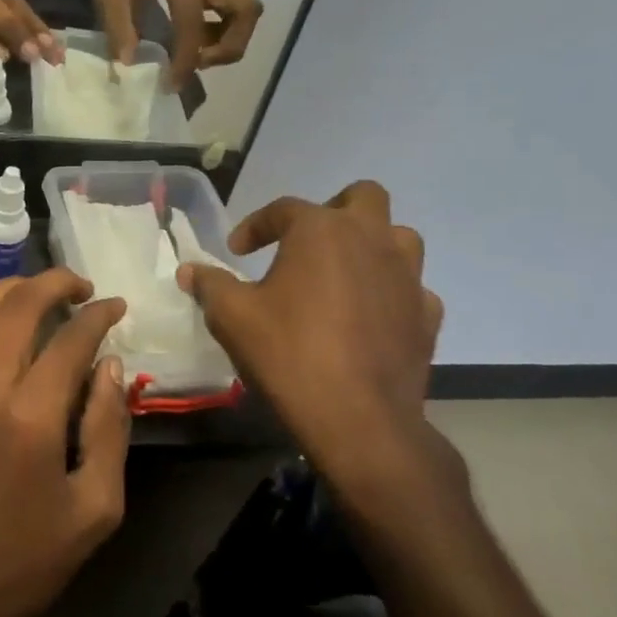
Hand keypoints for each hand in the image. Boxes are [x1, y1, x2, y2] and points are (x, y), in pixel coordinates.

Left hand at [0, 271, 130, 616]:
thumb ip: (108, 427)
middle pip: (16, 306)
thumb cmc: (29, 558)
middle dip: (54, 283)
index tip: (116, 306)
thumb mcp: (96, 506)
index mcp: (29, 417)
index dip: (98, 315)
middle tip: (81, 286)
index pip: (69, 339)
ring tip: (41, 293)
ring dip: (11, 291)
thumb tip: (110, 365)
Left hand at [92, 0, 262, 87]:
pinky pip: (234, 13)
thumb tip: (129, 63)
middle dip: (229, 46)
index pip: (194, 21)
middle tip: (198, 63)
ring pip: (246, 13)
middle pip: (246, 11)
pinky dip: (222, 34)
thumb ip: (117, 23)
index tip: (173, 83)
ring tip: (196, 56)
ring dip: (229, 42)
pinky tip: (195, 43)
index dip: (187, 58)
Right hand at [177, 182, 460, 512]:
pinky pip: (410, 287)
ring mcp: (408, 277)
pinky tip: (367, 316)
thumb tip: (189, 269)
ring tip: (339, 274)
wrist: (358, 419)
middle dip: (332, 210)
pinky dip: (388, 292)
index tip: (236, 251)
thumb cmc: (288, 354)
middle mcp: (372, 240)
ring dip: (369, 246)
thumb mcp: (231, 316)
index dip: (255, 225)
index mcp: (322, 231)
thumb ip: (209, 284)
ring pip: (398, 238)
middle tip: (305, 241)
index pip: (284, 208)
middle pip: (363, 197)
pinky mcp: (427, 315)